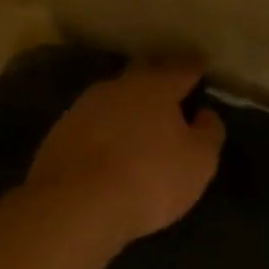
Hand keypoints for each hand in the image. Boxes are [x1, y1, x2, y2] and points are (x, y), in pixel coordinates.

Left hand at [27, 61, 225, 244]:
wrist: (74, 204)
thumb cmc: (149, 178)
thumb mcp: (198, 162)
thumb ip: (208, 133)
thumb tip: (204, 114)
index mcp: (155, 86)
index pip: (181, 67)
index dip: (194, 67)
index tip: (201, 65)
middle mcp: (117, 87)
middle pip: (142, 73)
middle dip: (157, 77)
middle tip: (170, 88)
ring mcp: (83, 108)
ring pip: (114, 99)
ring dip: (128, 107)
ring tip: (140, 123)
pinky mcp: (59, 134)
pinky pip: (92, 124)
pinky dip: (105, 131)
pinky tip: (110, 148)